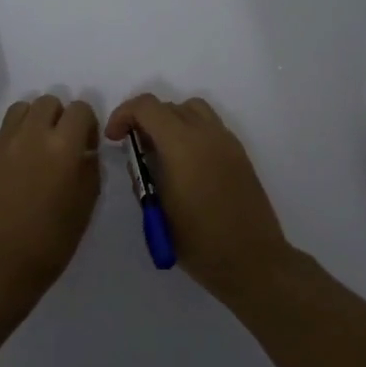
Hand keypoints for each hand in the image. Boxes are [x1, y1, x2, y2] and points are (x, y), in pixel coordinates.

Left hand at [0, 95, 101, 313]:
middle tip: (59, 146)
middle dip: (58, 118)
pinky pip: (0, 136)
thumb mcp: (85, 206)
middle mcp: (31, 135)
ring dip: (32, 122)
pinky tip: (12, 173)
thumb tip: (84, 152)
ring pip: (20, 110)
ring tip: (34, 150)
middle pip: (47, 102)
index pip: (79, 109)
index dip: (86, 124)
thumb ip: (89, 169)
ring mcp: (1, 144)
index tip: (84, 146)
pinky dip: (11, 143)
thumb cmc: (50, 241)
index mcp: (63, 146)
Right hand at [104, 94, 292, 296]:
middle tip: (135, 148)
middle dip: (145, 119)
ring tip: (162, 151)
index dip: (123, 115)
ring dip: (170, 120)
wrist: (251, 260)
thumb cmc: (198, 241)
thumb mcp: (157, 209)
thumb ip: (143, 173)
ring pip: (193, 110)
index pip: (147, 106)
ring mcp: (227, 141)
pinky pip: (210, 126)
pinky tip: (186, 164)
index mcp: (182, 144)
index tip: (114, 138)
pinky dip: (191, 131)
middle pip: (169, 106)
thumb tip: (140, 156)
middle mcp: (206, 134)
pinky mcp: (239, 154)